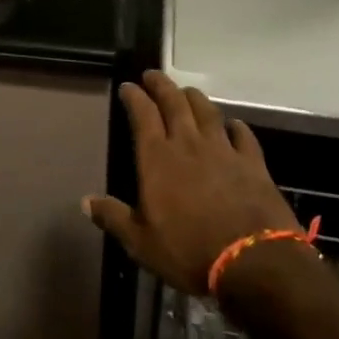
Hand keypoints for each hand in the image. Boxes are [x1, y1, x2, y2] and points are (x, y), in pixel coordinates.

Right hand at [84, 71, 301, 295]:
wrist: (254, 262)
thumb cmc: (189, 252)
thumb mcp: (141, 242)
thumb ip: (113, 217)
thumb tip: (85, 201)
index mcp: (157, 158)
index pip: (142, 114)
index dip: (134, 96)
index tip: (128, 86)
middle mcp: (188, 144)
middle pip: (174, 102)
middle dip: (161, 85)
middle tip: (153, 75)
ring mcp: (223, 150)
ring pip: (207, 112)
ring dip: (194, 98)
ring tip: (186, 92)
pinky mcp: (253, 164)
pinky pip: (243, 136)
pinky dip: (236, 127)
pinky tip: (234, 125)